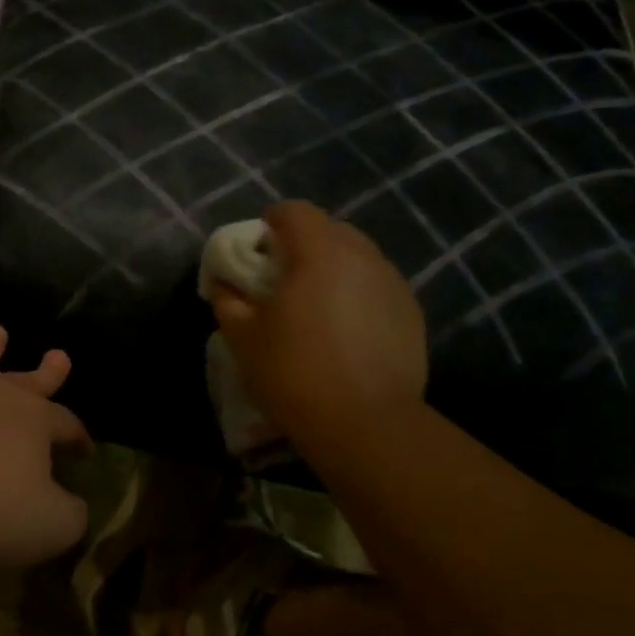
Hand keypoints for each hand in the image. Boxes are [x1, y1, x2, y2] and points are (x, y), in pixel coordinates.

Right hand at [210, 201, 427, 458]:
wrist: (365, 424)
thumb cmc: (293, 372)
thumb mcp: (241, 336)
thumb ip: (227, 298)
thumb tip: (223, 282)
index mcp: (318, 253)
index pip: (294, 211)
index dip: (271, 222)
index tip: (256, 250)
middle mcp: (363, 257)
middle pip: (330, 229)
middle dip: (303, 243)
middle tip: (281, 278)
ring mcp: (393, 284)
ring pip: (358, 257)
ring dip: (332, 268)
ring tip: (314, 305)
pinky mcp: (411, 313)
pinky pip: (376, 285)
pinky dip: (356, 293)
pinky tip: (344, 329)